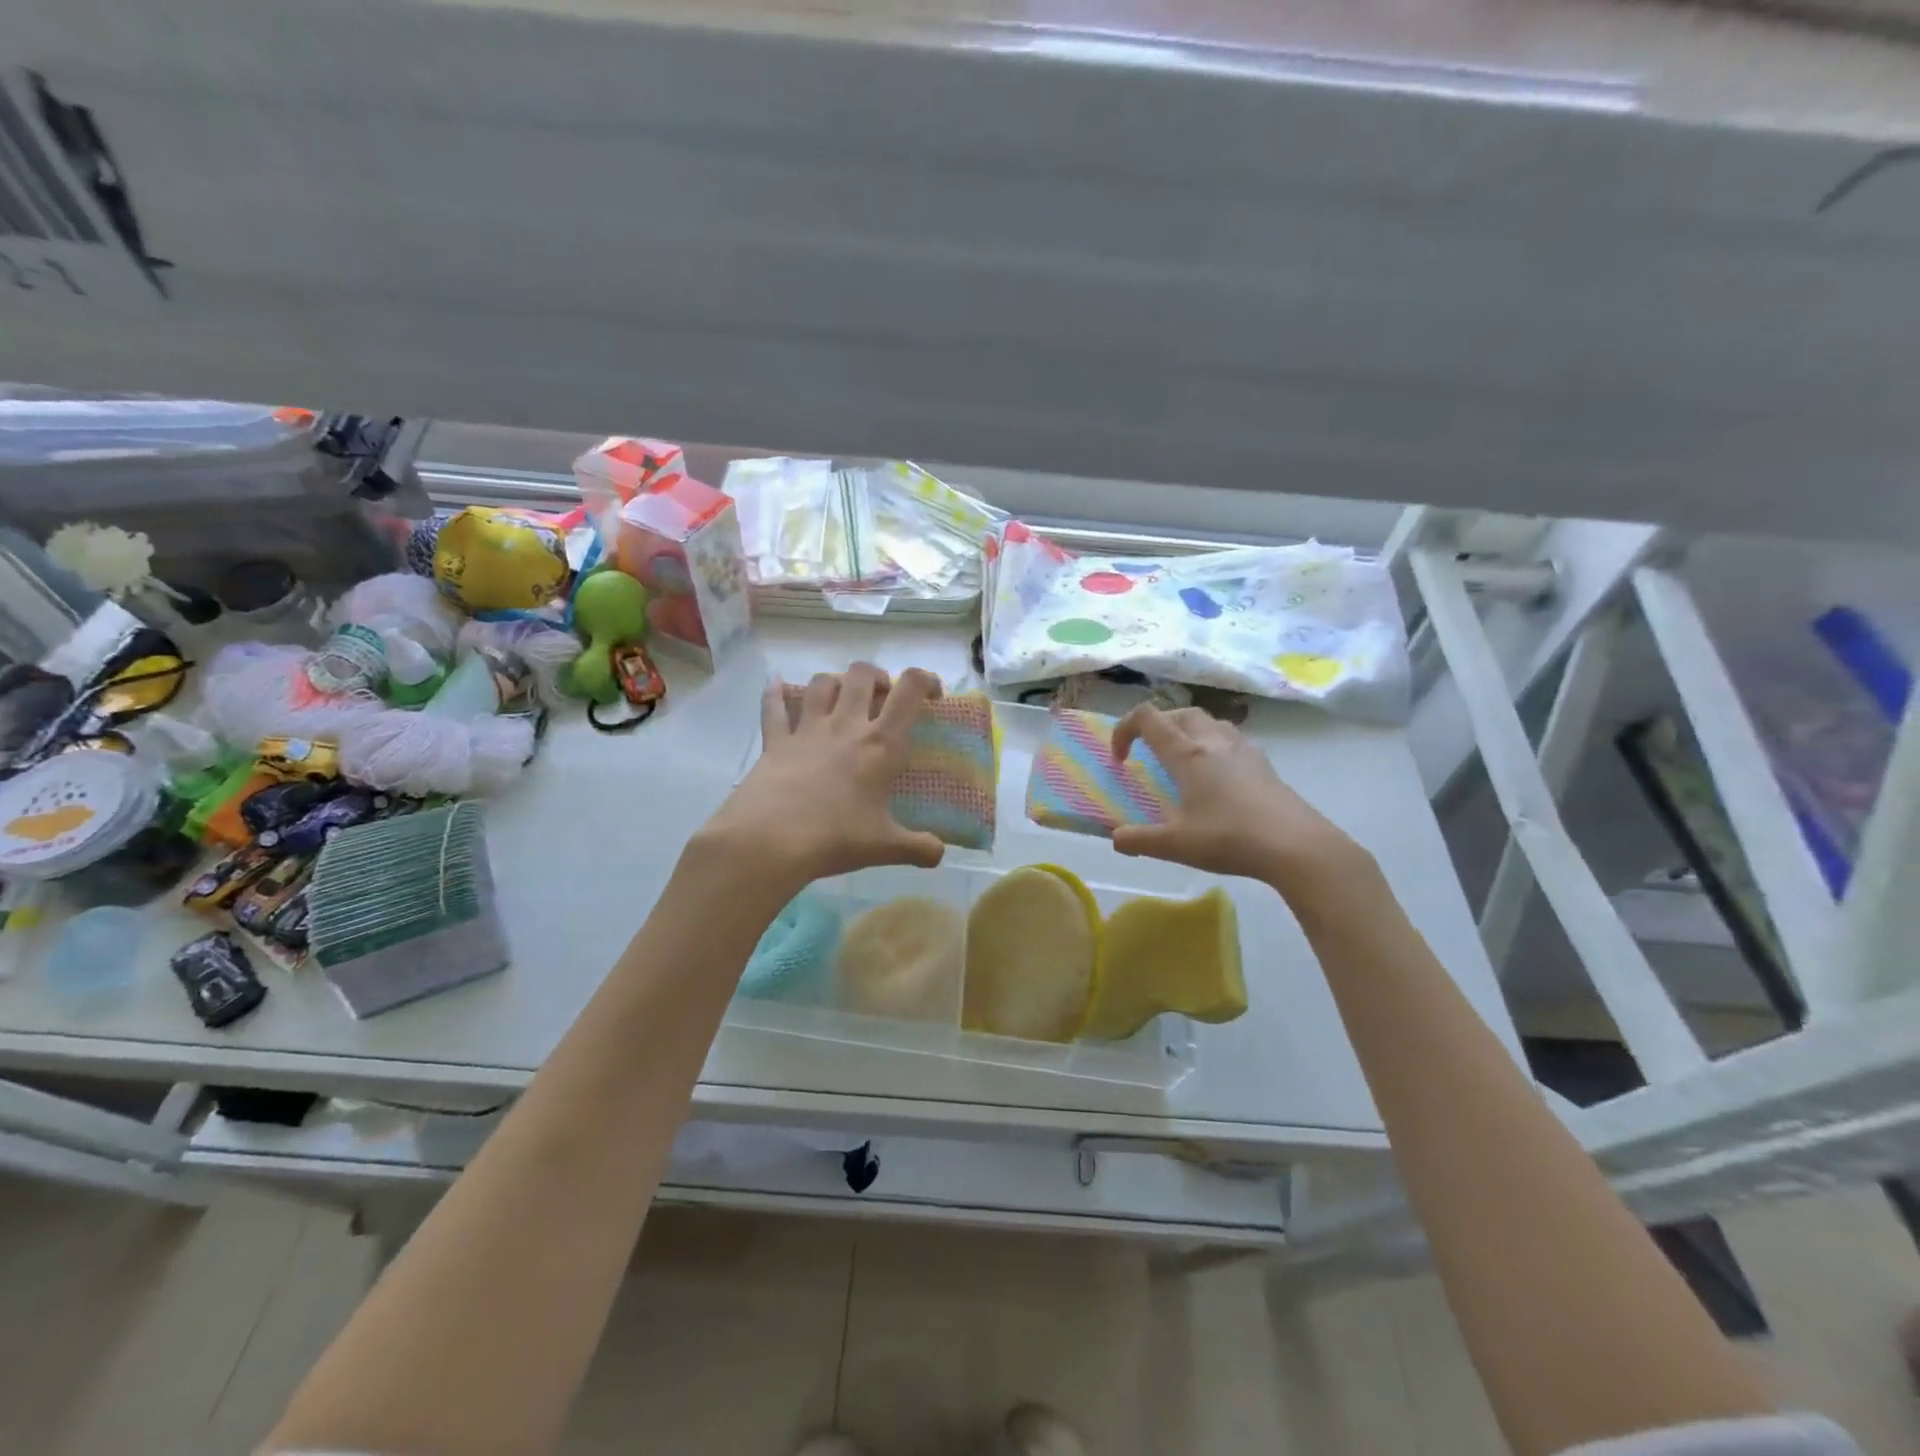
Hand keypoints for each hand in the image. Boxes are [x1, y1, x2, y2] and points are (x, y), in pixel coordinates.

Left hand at [697, 663, 946, 890]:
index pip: (909, 690)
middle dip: (876, 676)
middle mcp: (845, 725)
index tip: (932, 694)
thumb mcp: (885, 847)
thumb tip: (939, 854)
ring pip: (821, 683)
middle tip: (882, 697)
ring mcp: (806, 730)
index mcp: (880, 744)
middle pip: (861, 675)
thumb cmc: (835, 837)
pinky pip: (773, 707)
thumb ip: (918, 848)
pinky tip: (774, 685)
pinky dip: (774, 693)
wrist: (770, 840)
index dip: (925, 679)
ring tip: (840, 697)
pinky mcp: (775, 741)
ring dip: (835, 681)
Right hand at [1110, 704, 1368, 897]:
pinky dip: (1213, 745)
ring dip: (1187, 731)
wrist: (1296, 845)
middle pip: (1179, 713)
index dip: (1125, 729)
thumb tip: (1116, 839)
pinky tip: (1217, 776)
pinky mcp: (1263, 763)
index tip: (1120, 758)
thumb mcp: (1176, 845)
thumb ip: (1139, 840)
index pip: (1148, 719)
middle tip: (1149, 754)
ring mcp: (1243, 749)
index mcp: (1187, 754)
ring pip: (1208, 721)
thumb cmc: (1230, 838)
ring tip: (1182, 760)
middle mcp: (1213, 741)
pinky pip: (1230, 739)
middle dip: (1156, 726)